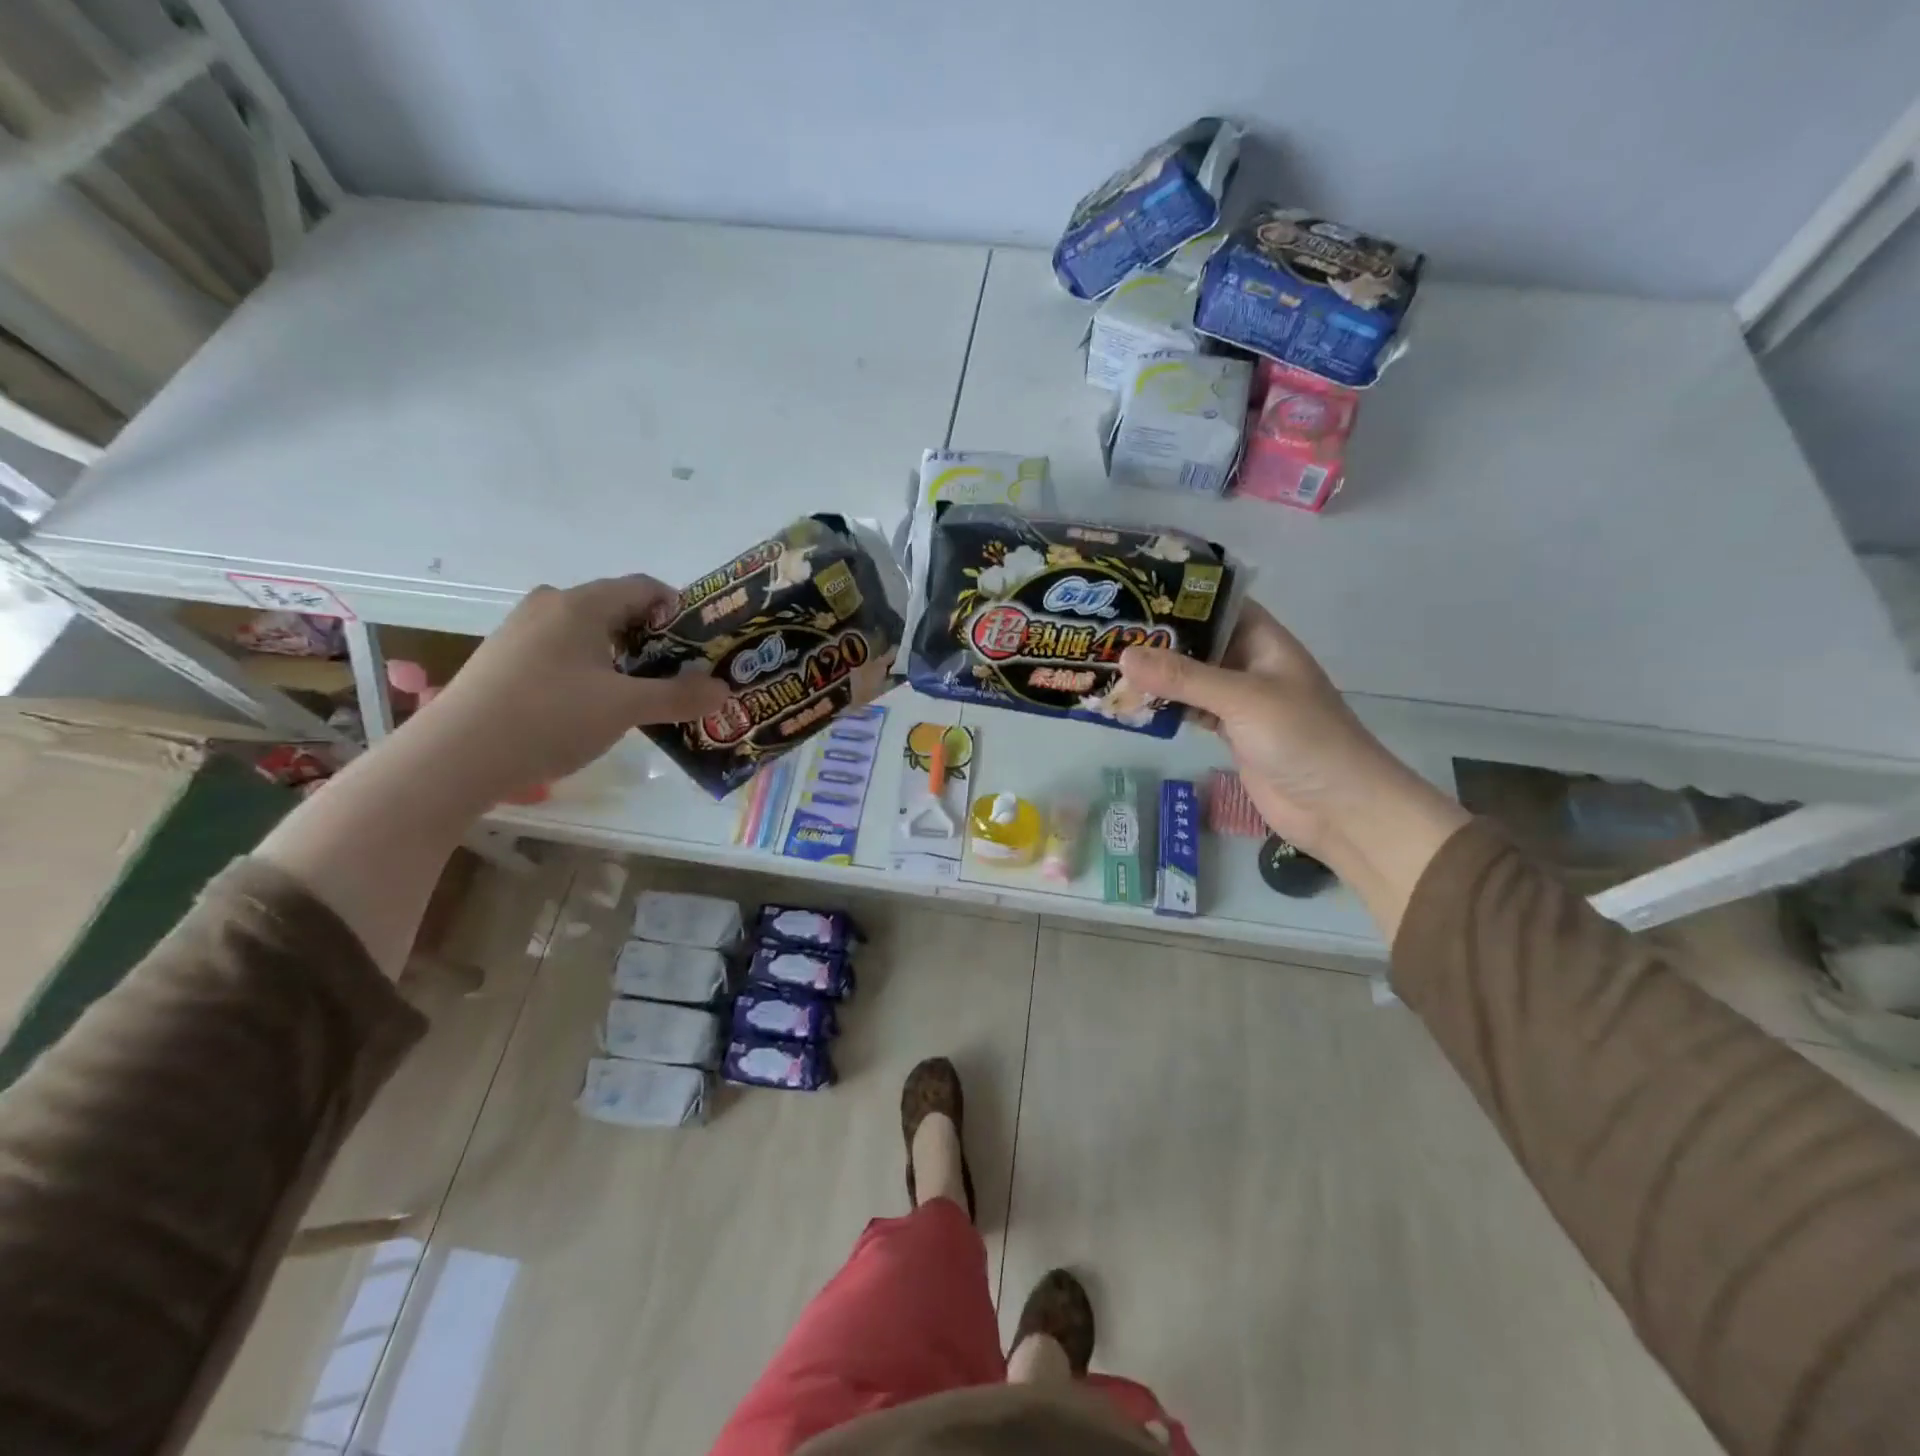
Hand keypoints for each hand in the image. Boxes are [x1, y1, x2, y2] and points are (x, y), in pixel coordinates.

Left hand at [408, 576, 727, 799]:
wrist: (455, 757)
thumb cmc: (549, 718)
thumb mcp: (625, 708)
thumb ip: (678, 696)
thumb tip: (724, 689)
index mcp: (581, 604)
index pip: (645, 587)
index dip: (680, 611)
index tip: (700, 646)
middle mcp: (550, 605)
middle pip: (618, 608)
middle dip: (654, 639)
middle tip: (679, 674)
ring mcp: (522, 630)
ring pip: (589, 632)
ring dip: (622, 657)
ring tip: (642, 694)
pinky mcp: (505, 658)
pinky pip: (563, 650)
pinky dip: (591, 668)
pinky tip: (594, 705)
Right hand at [1119, 602, 1467, 936]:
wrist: (1339, 808)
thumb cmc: (1302, 739)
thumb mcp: (1242, 699)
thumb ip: (1184, 677)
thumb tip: (1124, 654)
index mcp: (1264, 641)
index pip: (1218, 605)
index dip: (1180, 596)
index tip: (1132, 591)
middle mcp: (1251, 665)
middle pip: (1199, 642)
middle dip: (1159, 639)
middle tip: (1106, 630)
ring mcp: (1240, 702)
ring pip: (1191, 679)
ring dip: (1157, 676)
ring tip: (1107, 663)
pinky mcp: (1231, 733)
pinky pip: (1191, 710)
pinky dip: (1165, 708)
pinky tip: (1132, 704)